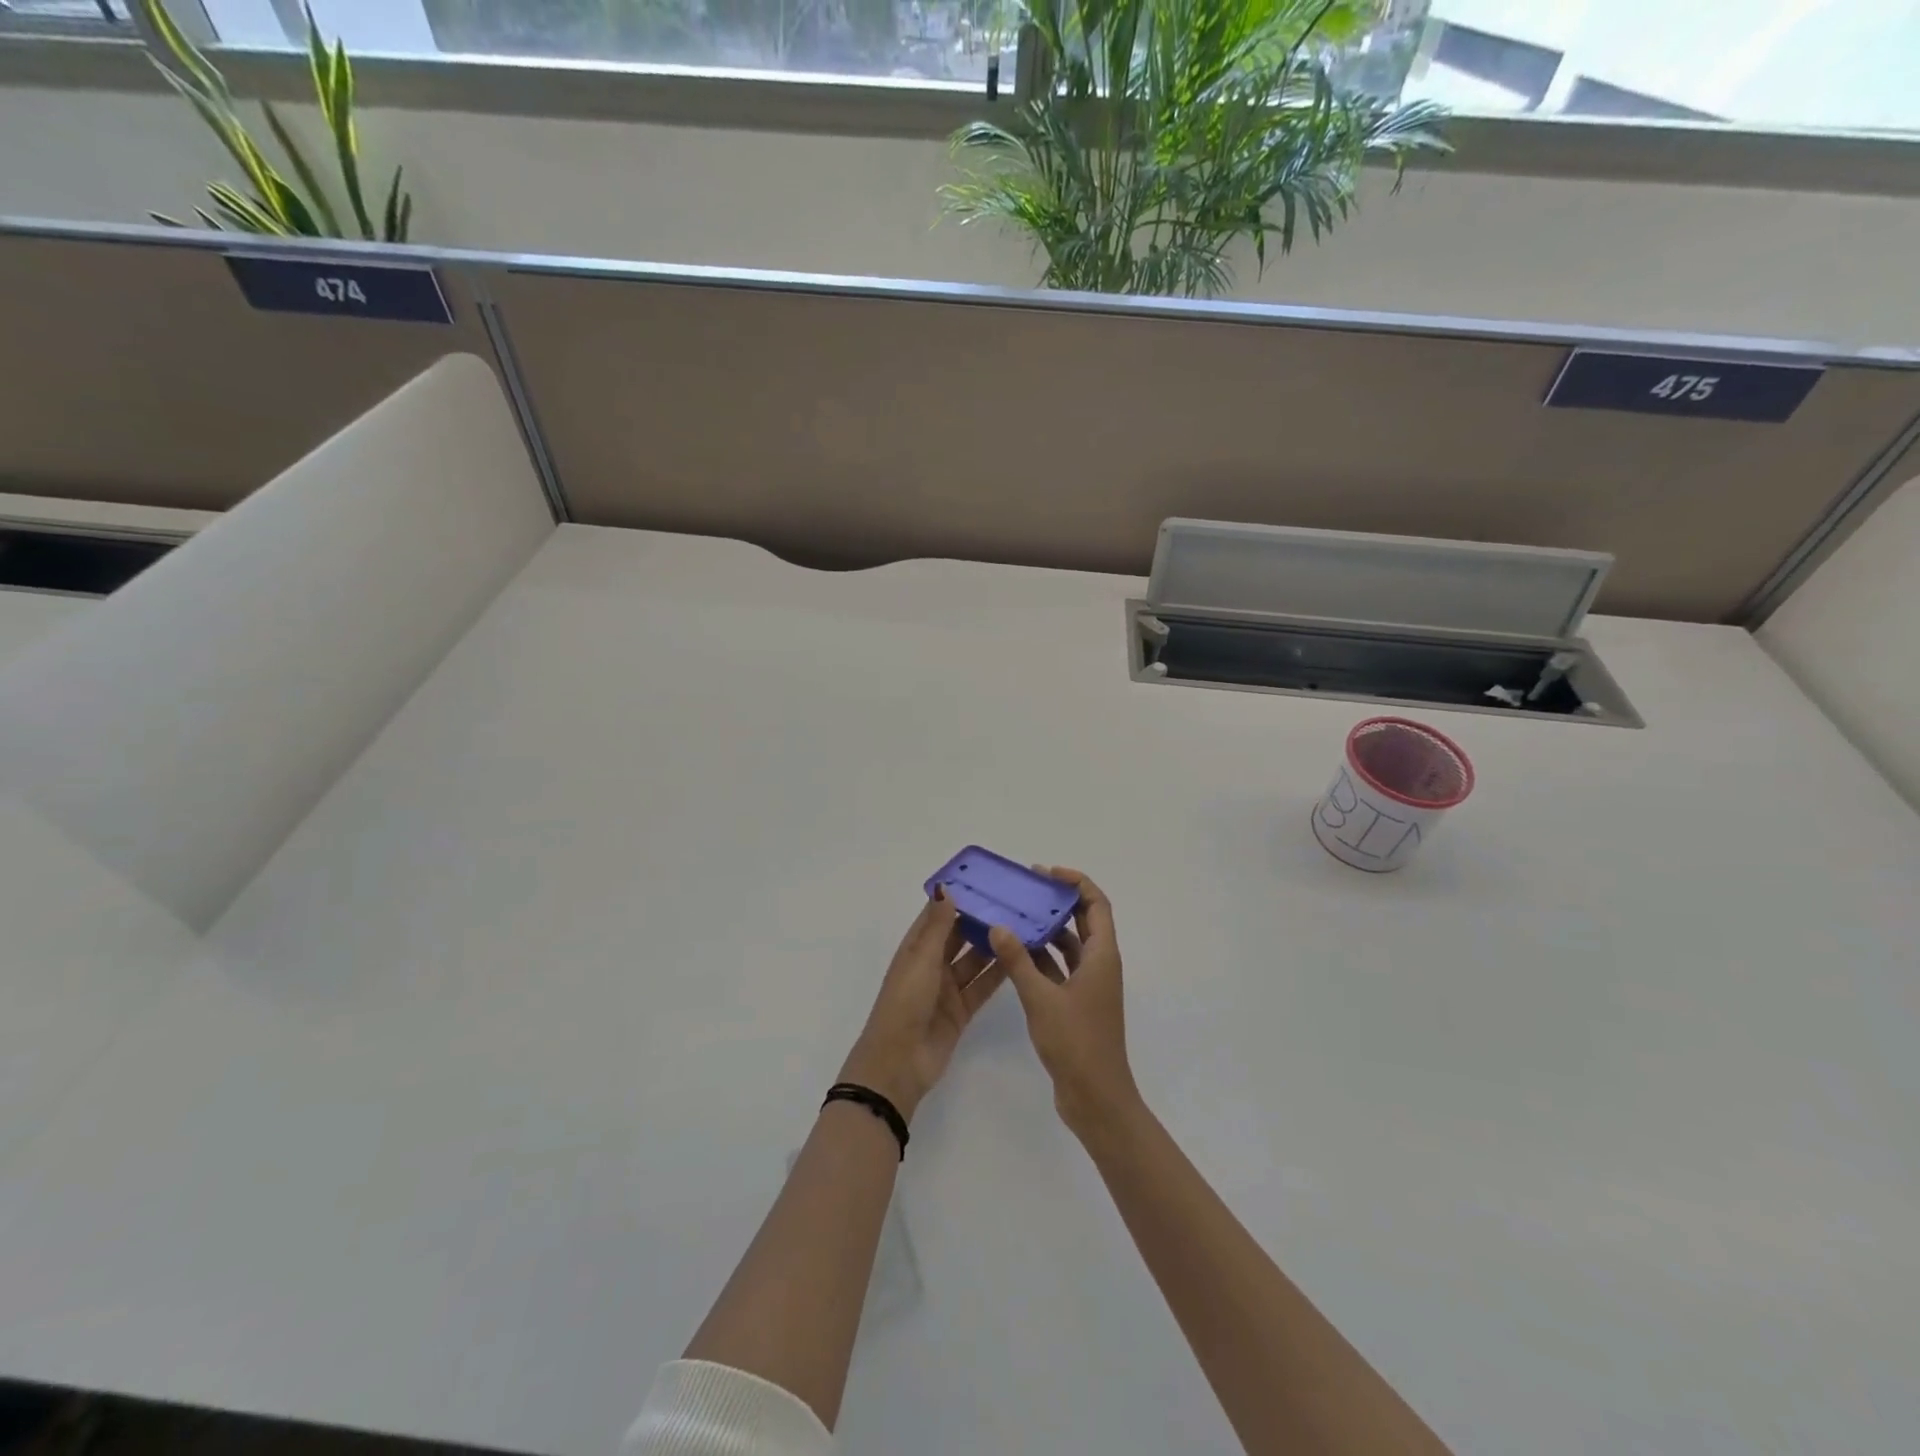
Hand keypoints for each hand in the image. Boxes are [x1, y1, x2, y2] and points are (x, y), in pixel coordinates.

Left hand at [838, 891, 1006, 1123]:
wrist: (900, 1062)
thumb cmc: (905, 1003)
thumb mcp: (921, 960)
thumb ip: (937, 926)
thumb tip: (946, 888)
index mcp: (915, 949)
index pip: (937, 916)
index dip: (957, 899)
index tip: (985, 881)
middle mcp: (931, 964)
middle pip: (958, 936)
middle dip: (980, 921)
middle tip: (1012, 902)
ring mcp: (947, 988)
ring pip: (974, 960)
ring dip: (992, 946)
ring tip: (1022, 926)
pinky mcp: (962, 1010)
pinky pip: (982, 986)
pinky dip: (998, 973)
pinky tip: (1019, 958)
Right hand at [990, 867, 1141, 1141]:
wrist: (1096, 1100)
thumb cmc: (1076, 1043)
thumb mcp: (1042, 999)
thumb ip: (1019, 961)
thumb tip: (998, 925)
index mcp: (1102, 956)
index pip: (1097, 904)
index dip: (1076, 882)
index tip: (1046, 873)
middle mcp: (1099, 965)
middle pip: (1083, 921)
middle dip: (1058, 901)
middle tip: (1025, 888)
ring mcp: (1088, 986)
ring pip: (1068, 946)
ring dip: (1046, 930)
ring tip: (1014, 915)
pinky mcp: (1076, 1005)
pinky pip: (1058, 969)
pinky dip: (1040, 958)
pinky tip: (1013, 952)